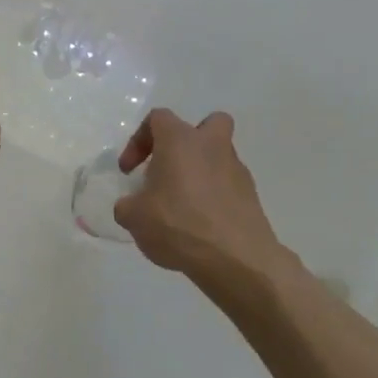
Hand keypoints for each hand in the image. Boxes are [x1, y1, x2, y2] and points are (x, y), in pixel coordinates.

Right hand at [113, 109, 287, 294]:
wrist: (235, 258)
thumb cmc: (178, 224)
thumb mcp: (134, 217)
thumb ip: (127, 206)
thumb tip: (131, 206)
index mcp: (180, 141)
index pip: (157, 118)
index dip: (138, 140)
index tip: (129, 171)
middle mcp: (212, 146)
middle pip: (208, 123)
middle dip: (190, 140)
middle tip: (172, 166)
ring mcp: (236, 170)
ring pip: (219, 157)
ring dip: (201, 172)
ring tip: (182, 207)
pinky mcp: (251, 196)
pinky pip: (228, 185)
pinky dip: (214, 197)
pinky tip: (200, 225)